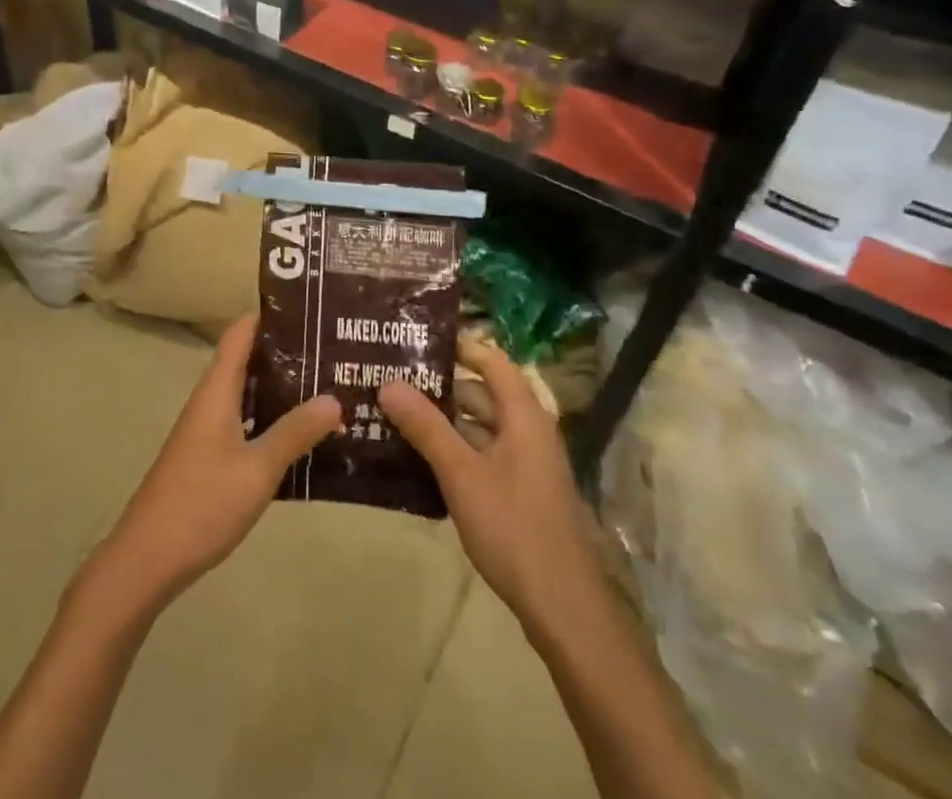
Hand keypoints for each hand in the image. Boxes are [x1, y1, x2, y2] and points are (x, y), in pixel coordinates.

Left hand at [85, 315, 341, 614]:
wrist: (147, 558)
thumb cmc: (202, 503)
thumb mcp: (258, 469)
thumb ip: (295, 432)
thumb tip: (334, 398)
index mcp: (216, 390)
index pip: (241, 332)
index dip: (270, 315)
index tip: (310, 310)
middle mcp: (210, 400)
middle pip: (247, 359)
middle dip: (286, 353)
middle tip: (332, 350)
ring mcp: (207, 429)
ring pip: (247, 393)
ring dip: (281, 388)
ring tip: (327, 386)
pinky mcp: (209, 456)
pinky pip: (244, 421)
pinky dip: (270, 419)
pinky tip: (300, 435)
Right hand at [380, 335, 596, 632]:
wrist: (563, 609)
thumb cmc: (513, 528)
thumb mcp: (461, 473)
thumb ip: (425, 426)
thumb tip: (388, 383)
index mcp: (524, 415)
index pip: (490, 360)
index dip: (457, 346)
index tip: (414, 341)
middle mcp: (528, 430)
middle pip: (481, 392)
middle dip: (438, 386)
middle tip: (391, 379)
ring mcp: (525, 463)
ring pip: (478, 427)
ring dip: (442, 421)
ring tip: (393, 414)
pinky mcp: (519, 492)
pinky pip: (481, 455)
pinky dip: (453, 450)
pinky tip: (416, 458)